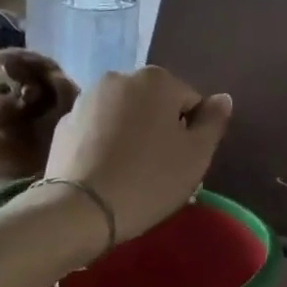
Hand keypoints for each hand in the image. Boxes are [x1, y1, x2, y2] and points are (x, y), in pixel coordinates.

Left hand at [44, 67, 232, 243]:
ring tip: (131, 173)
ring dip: (131, 135)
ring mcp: (86, 99)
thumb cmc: (149, 179)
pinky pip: (97, 130)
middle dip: (160, 129)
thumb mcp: (196, 155)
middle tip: (160, 169)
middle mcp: (119, 77)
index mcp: (156, 80)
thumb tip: (222, 99)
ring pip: (123, 115)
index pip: (190, 102)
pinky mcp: (64, 124)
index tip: (183, 162)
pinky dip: (105, 144)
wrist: (80, 209)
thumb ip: (214, 122)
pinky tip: (105, 173)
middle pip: (154, 104)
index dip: (192, 133)